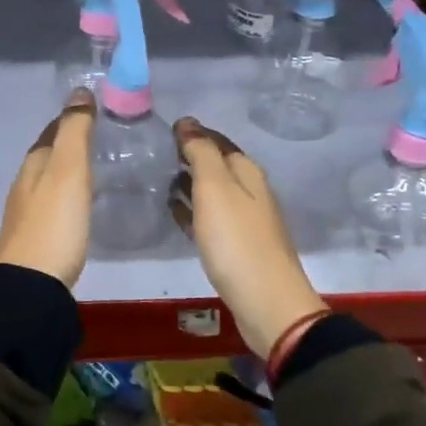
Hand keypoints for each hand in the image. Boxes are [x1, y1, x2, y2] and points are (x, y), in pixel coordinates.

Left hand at [0, 88, 96, 288]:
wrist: (31, 285)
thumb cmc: (54, 223)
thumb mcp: (68, 171)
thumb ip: (75, 132)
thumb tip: (79, 91)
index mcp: (33, 164)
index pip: (51, 132)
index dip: (70, 119)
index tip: (92, 109)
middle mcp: (25, 184)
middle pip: (47, 155)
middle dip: (68, 144)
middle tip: (99, 137)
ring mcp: (27, 213)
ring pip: (48, 180)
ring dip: (67, 170)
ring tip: (93, 168)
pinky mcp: (36, 238)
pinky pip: (52, 204)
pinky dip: (66, 195)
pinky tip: (79, 205)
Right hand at [170, 118, 327, 357]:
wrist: (266, 302)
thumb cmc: (237, 241)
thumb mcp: (215, 188)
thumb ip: (201, 153)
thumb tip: (187, 122)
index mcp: (248, 173)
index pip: (219, 142)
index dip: (195, 134)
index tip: (166, 130)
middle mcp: (251, 192)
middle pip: (218, 166)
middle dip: (192, 157)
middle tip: (159, 154)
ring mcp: (245, 222)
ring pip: (214, 193)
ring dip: (191, 184)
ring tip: (161, 181)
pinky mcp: (237, 248)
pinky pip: (210, 219)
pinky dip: (193, 211)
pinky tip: (175, 213)